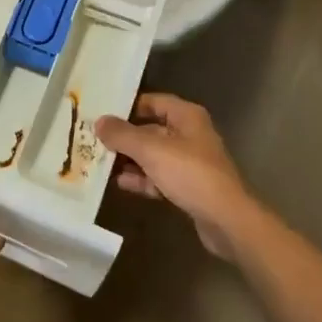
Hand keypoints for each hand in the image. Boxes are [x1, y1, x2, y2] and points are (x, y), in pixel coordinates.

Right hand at [95, 93, 253, 258]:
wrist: (226, 220)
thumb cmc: (190, 174)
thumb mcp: (151, 150)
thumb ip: (123, 135)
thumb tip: (99, 121)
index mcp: (186, 116)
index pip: (152, 102)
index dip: (127, 107)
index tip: (101, 113)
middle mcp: (189, 134)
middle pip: (150, 129)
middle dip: (124, 137)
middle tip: (95, 141)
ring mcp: (190, 162)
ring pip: (153, 155)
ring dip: (130, 160)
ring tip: (101, 163)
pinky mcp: (189, 187)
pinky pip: (160, 176)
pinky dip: (142, 179)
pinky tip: (121, 183)